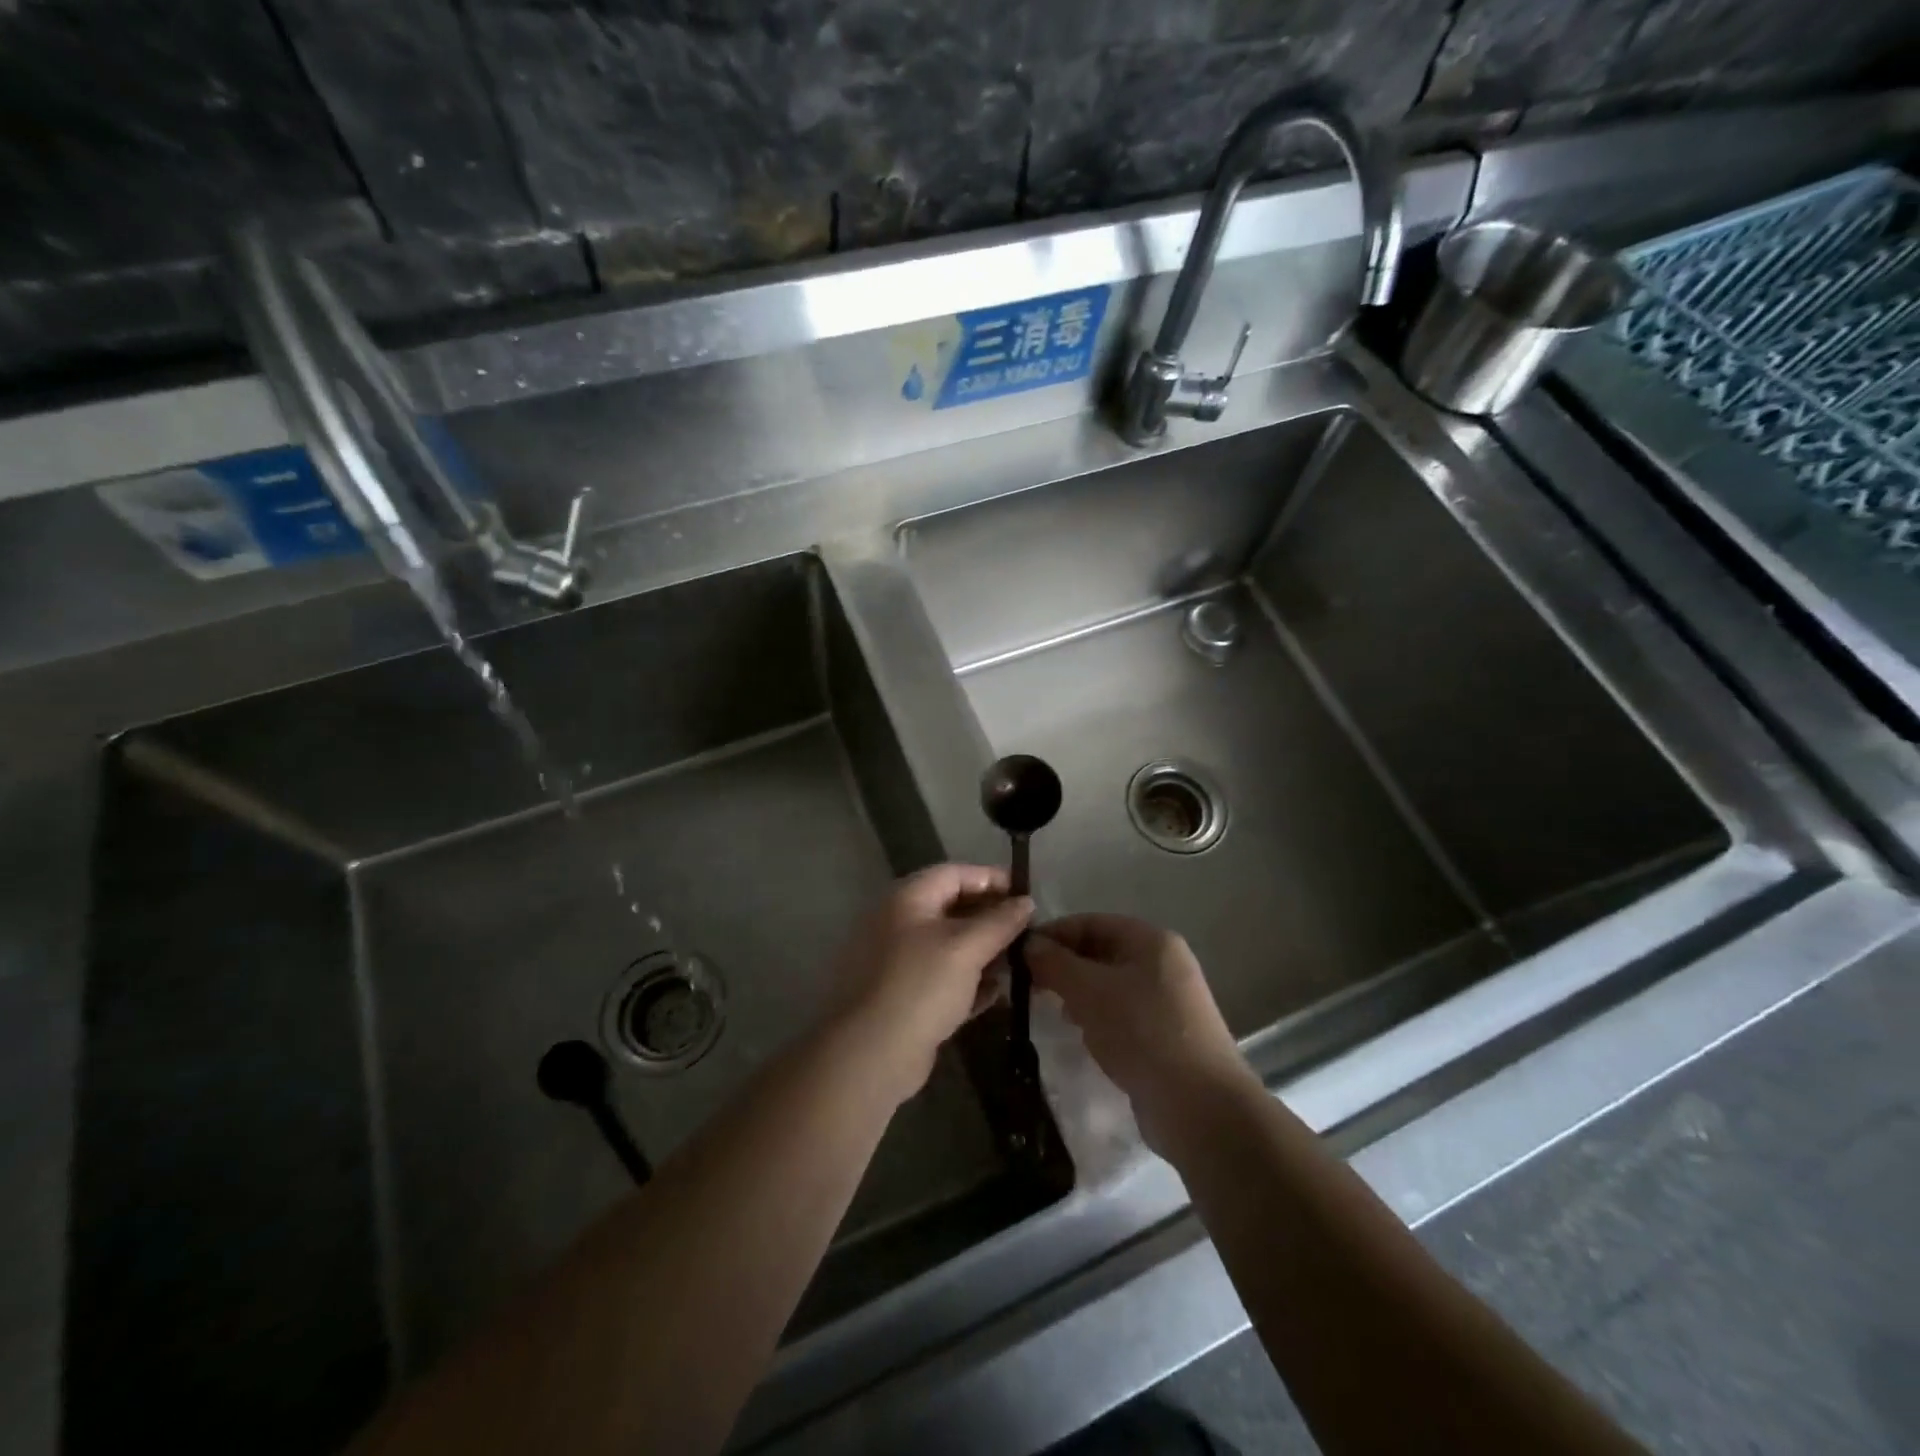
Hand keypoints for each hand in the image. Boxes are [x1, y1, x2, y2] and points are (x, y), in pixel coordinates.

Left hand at [828, 864, 1033, 1104]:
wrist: (871, 1054)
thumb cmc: (921, 986)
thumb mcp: (966, 947)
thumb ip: (1000, 922)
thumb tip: (1026, 902)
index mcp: (907, 900)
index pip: (954, 874)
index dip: (990, 878)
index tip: (1025, 893)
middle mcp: (899, 924)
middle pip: (952, 908)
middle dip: (990, 917)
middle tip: (1026, 930)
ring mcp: (898, 962)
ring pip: (948, 947)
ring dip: (983, 951)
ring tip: (1018, 961)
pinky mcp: (903, 997)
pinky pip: (942, 979)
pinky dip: (968, 982)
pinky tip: (996, 992)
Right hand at [1028, 914, 1255, 1146]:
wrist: (1200, 1107)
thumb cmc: (1142, 1033)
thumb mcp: (1089, 991)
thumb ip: (1055, 963)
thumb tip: (1029, 944)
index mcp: (1151, 940)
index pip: (1091, 922)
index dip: (1053, 934)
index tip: (1019, 956)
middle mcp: (1162, 963)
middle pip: (1100, 952)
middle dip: (1064, 967)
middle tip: (1030, 987)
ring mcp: (1167, 1000)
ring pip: (1109, 986)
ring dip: (1078, 995)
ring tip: (1053, 1013)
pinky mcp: (1166, 1035)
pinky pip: (1122, 1014)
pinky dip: (1098, 1019)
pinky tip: (1083, 1038)